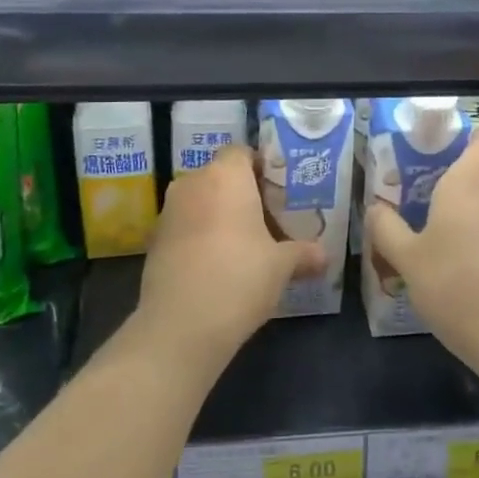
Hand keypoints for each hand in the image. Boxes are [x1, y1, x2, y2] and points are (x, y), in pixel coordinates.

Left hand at [135, 145, 323, 364]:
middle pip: (221, 177)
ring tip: (247, 244)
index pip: (242, 152)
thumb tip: (324, 256)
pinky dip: (201, 235)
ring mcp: (168, 211)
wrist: (181, 325)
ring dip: (221, 215)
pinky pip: (186, 225)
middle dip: (243, 194)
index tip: (280, 192)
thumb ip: (304, 254)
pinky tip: (220, 264)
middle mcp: (192, 184)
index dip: (262, 168)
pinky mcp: (155, 240)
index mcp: (225, 177)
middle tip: (270, 219)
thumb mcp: (282, 266)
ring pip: (201, 201)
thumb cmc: (240, 278)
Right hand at [366, 128, 478, 373]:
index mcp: (472, 178)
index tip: (438, 159)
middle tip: (435, 194)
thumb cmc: (455, 284)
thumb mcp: (406, 258)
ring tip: (447, 229)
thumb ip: (386, 227)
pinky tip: (469, 259)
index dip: (467, 141)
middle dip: (470, 173)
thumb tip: (375, 207)